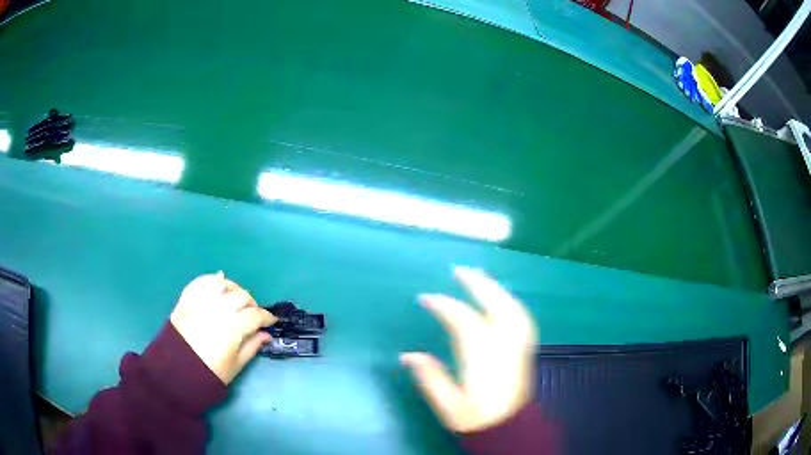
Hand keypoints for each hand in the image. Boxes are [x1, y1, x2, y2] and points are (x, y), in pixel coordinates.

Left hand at [170, 272, 276, 383]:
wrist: (178, 370)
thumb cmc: (210, 372)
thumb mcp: (235, 365)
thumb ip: (252, 346)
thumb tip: (266, 335)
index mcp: (232, 328)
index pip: (255, 315)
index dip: (267, 317)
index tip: (272, 321)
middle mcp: (218, 310)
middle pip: (241, 296)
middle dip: (252, 303)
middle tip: (252, 313)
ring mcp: (201, 302)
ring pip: (222, 284)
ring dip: (232, 288)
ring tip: (235, 297)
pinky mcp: (186, 300)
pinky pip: (200, 281)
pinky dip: (210, 279)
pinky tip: (217, 283)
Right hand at [401, 267, 537, 432]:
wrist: (509, 431)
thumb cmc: (476, 420)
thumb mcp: (448, 406)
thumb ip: (430, 378)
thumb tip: (408, 355)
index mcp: (483, 360)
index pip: (465, 322)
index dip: (444, 306)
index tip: (425, 298)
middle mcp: (505, 348)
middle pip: (496, 307)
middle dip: (479, 285)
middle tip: (460, 270)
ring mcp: (518, 348)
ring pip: (513, 309)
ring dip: (497, 290)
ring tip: (480, 277)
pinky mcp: (525, 351)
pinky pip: (521, 318)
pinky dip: (510, 303)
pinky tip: (501, 299)